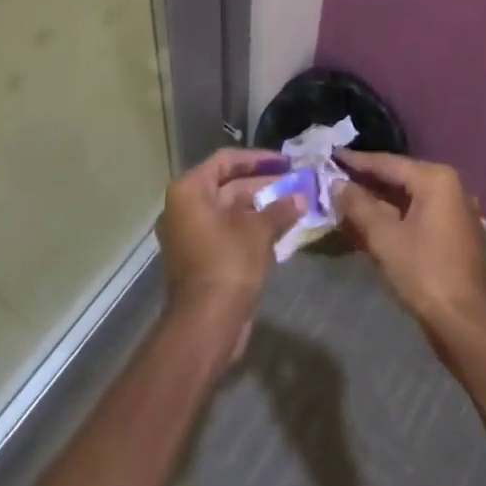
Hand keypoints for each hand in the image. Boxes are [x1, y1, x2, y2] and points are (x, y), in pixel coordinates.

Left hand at [157, 148, 298, 320]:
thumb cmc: (227, 264)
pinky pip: (227, 232)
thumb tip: (301, 197)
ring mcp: (190, 235)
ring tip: (293, 203)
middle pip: (228, 185)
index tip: (285, 162)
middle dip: (263, 184)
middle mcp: (184, 208)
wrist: (205, 326)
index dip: (258, 159)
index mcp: (190, 191)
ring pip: (230, 211)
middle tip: (294, 182)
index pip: (226, 160)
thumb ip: (280, 209)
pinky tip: (280, 229)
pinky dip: (251, 228)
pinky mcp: (199, 259)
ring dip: (260, 208)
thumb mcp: (258, 231)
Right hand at [335, 150, 485, 334]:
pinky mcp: (454, 235)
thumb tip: (337, 184)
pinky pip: (418, 216)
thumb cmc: (425, 273)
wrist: (469, 325)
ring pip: (408, 199)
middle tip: (336, 178)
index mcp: (435, 179)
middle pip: (400, 179)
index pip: (388, 163)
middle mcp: (450, 187)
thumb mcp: (385, 238)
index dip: (357, 161)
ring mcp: (455, 212)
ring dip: (379, 203)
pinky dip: (395, 218)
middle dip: (367, 182)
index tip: (333, 155)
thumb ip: (359, 206)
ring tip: (347, 201)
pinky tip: (372, 225)